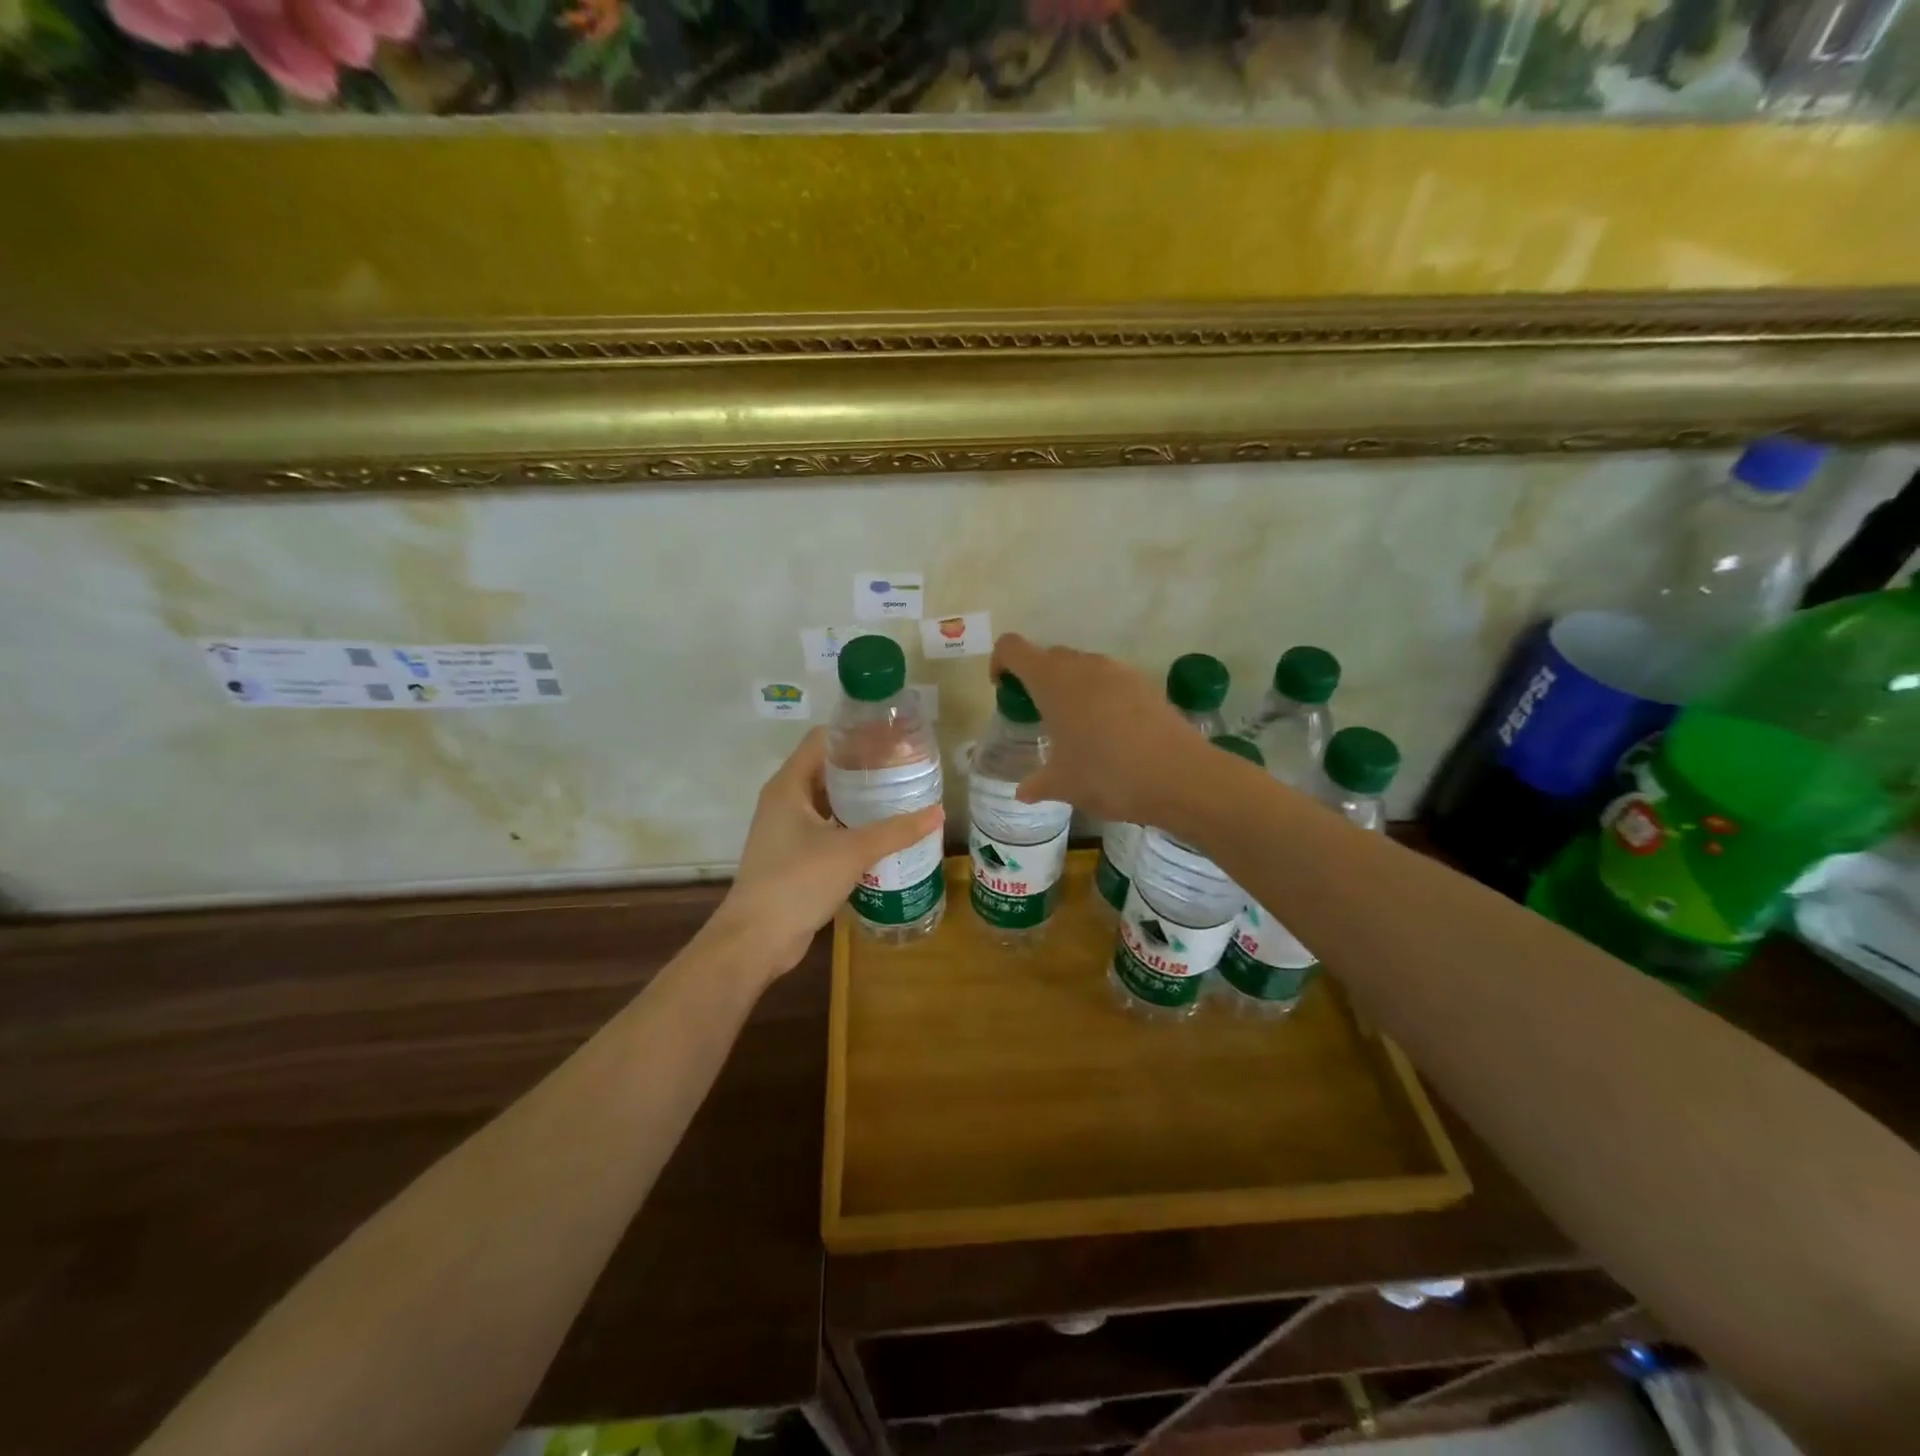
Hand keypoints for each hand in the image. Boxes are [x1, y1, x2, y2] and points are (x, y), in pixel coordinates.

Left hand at [710, 729, 943, 978]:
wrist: (757, 939)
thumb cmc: (798, 881)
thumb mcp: (852, 851)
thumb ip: (896, 831)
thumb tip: (937, 812)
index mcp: (789, 785)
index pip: (823, 740)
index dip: (856, 734)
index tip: (892, 737)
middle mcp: (785, 800)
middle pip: (827, 769)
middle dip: (864, 766)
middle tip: (904, 766)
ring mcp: (787, 829)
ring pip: (828, 801)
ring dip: (859, 798)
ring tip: (900, 795)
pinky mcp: (794, 855)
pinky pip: (828, 828)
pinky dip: (852, 826)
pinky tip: (883, 833)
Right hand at [991, 633, 1206, 825]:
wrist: (1180, 777)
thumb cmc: (1108, 775)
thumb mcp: (1063, 785)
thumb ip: (1037, 783)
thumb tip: (1023, 791)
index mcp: (1053, 681)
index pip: (1013, 648)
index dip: (1001, 662)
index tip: (1004, 690)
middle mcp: (1084, 665)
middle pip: (1049, 656)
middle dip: (1036, 679)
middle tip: (1039, 716)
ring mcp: (1119, 671)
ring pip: (1082, 667)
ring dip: (1070, 688)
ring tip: (1075, 728)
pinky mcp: (1145, 684)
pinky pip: (1110, 681)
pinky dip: (1100, 698)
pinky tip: (1109, 734)